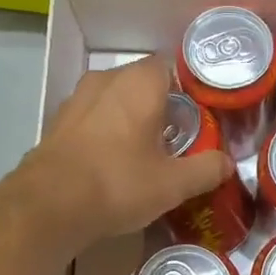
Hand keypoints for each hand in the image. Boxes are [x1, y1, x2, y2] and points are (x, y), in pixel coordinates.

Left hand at [17, 55, 231, 254]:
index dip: (189, 90)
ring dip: (131, 118)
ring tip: (145, 151)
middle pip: (143, 83)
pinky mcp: (58, 123)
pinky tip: (112, 162)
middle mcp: (106, 80)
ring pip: (114, 100)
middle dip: (161, 106)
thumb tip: (228, 163)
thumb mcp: (173, 184)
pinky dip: (106, 132)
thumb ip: (206, 169)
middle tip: (179, 138)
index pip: (171, 67)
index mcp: (139, 83)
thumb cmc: (118, 184)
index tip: (201, 116)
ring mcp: (76, 100)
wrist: (47, 207)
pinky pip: (92, 118)